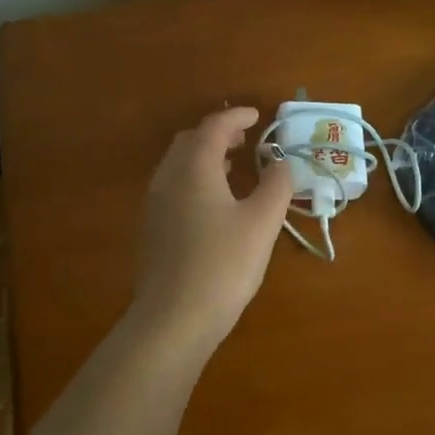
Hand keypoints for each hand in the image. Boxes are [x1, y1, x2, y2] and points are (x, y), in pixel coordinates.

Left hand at [130, 106, 293, 355]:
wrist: (174, 319)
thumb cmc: (224, 265)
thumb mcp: (262, 223)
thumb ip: (276, 185)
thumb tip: (281, 163)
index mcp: (194, 169)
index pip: (213, 127)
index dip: (237, 116)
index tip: (259, 115)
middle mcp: (168, 179)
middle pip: (189, 141)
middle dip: (218, 133)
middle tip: (246, 139)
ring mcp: (155, 206)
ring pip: (178, 165)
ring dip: (205, 157)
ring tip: (234, 166)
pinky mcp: (152, 231)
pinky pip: (174, 188)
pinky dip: (195, 179)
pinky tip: (214, 203)